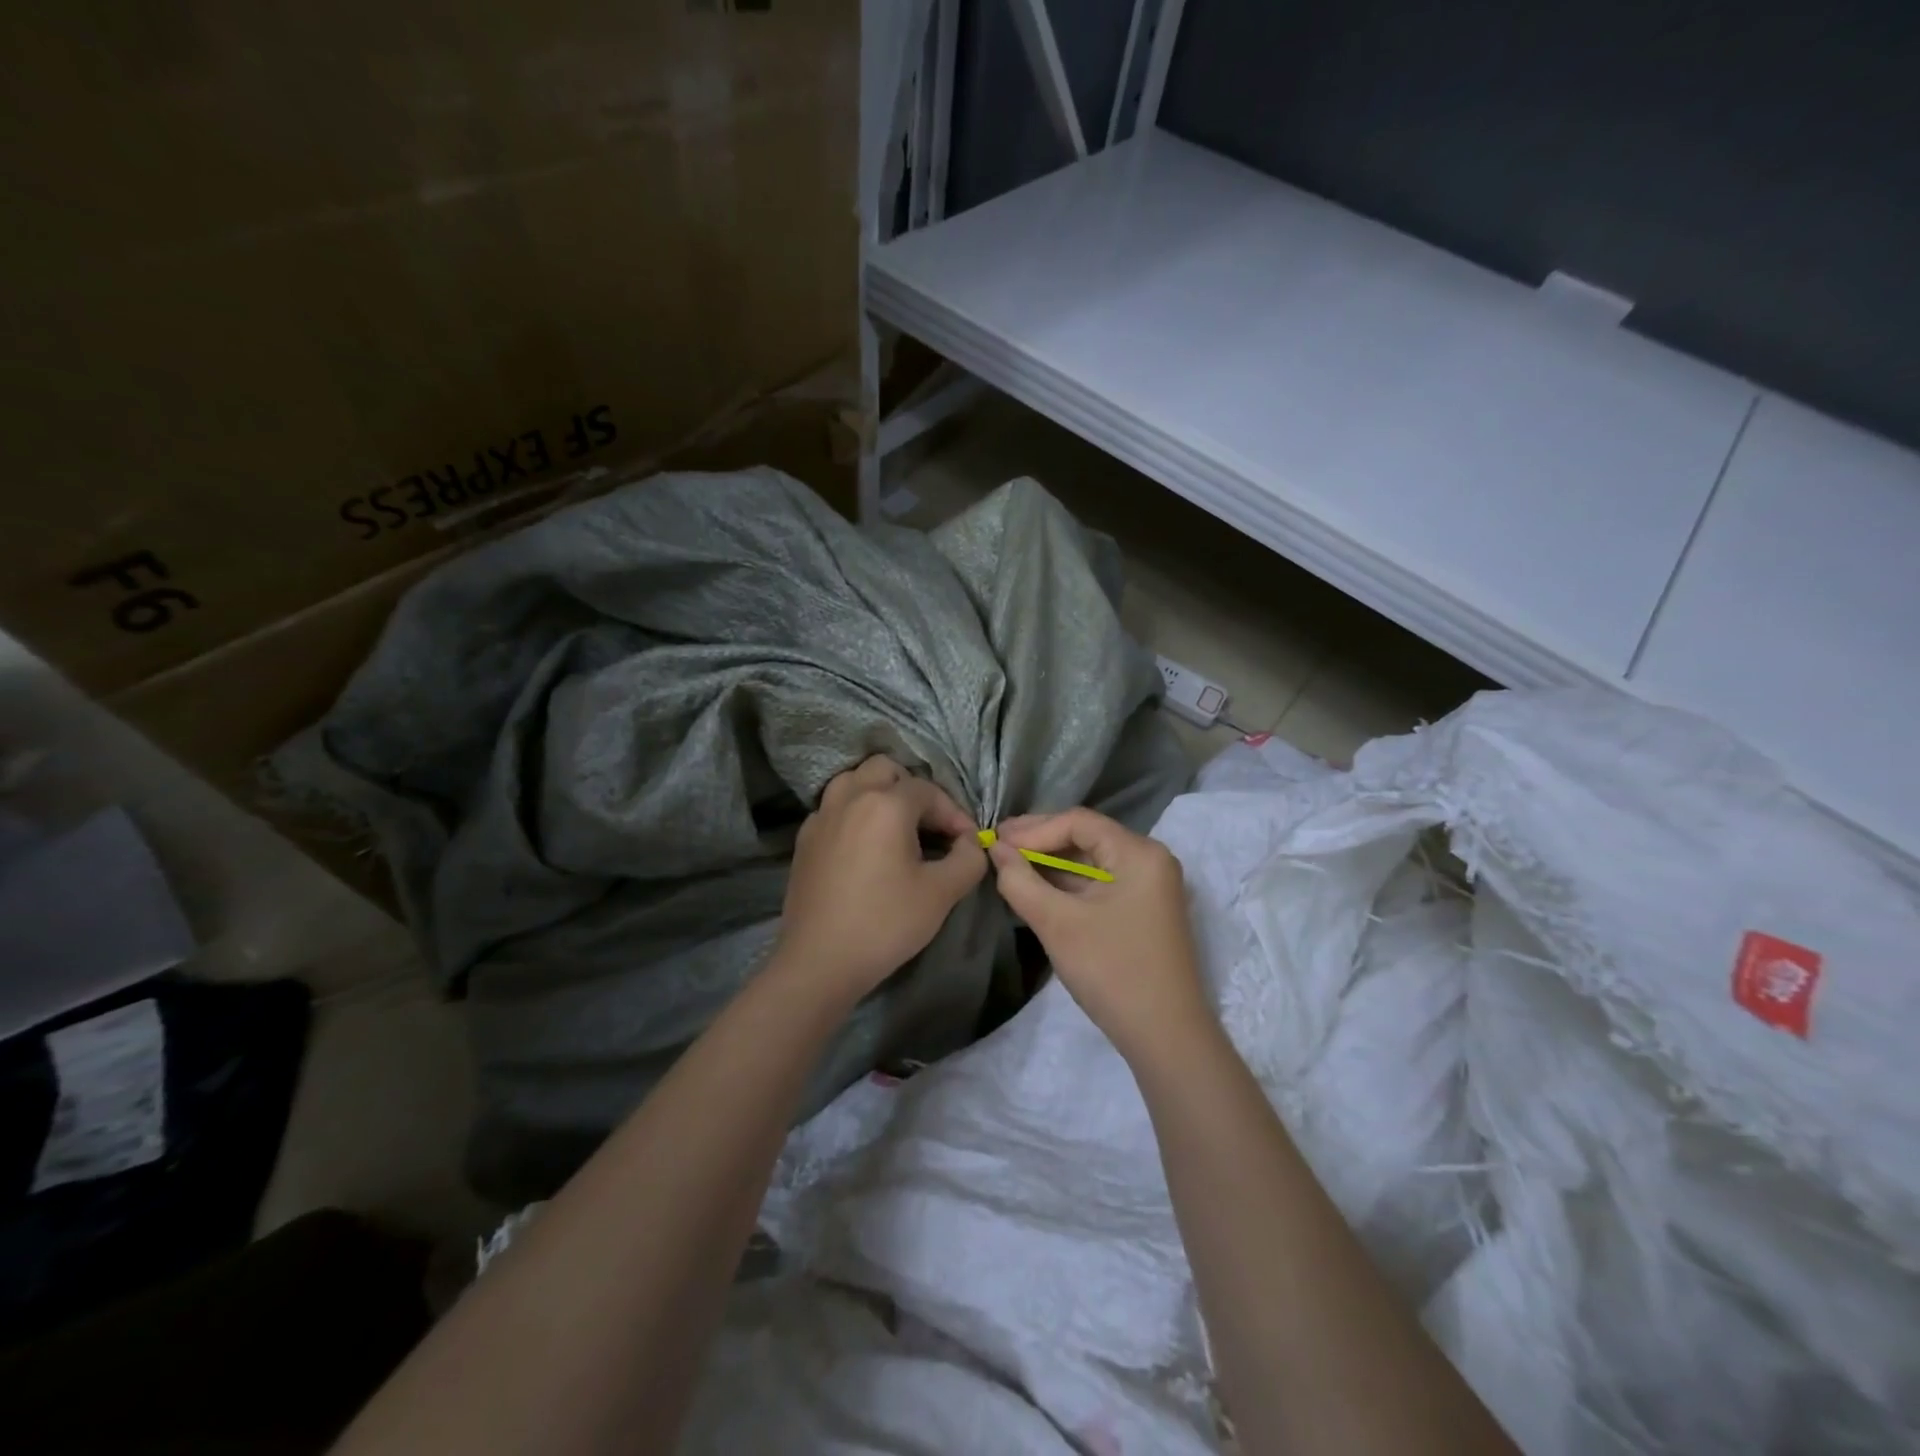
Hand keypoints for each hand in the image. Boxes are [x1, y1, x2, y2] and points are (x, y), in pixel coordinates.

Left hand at [772, 756, 986, 1003]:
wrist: (820, 961)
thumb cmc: (886, 923)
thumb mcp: (942, 893)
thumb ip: (968, 858)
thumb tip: (970, 842)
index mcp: (886, 804)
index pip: (928, 790)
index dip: (954, 813)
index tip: (967, 842)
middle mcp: (850, 798)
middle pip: (885, 769)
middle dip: (913, 789)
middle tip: (929, 824)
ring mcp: (822, 816)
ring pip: (853, 781)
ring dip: (878, 793)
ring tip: (896, 825)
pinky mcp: (805, 839)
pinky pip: (834, 807)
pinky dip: (854, 812)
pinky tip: (865, 845)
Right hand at [988, 808, 1211, 1061]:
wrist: (1166, 1038)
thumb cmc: (1112, 971)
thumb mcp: (1058, 924)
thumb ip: (1021, 881)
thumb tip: (995, 850)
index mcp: (1139, 853)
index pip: (1079, 822)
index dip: (1033, 829)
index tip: (996, 842)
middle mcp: (1149, 860)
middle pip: (1086, 836)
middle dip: (1040, 841)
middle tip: (997, 845)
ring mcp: (1148, 887)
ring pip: (1091, 861)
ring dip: (1051, 862)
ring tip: (1008, 863)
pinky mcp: (1142, 911)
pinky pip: (1099, 884)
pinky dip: (1067, 883)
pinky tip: (1035, 886)